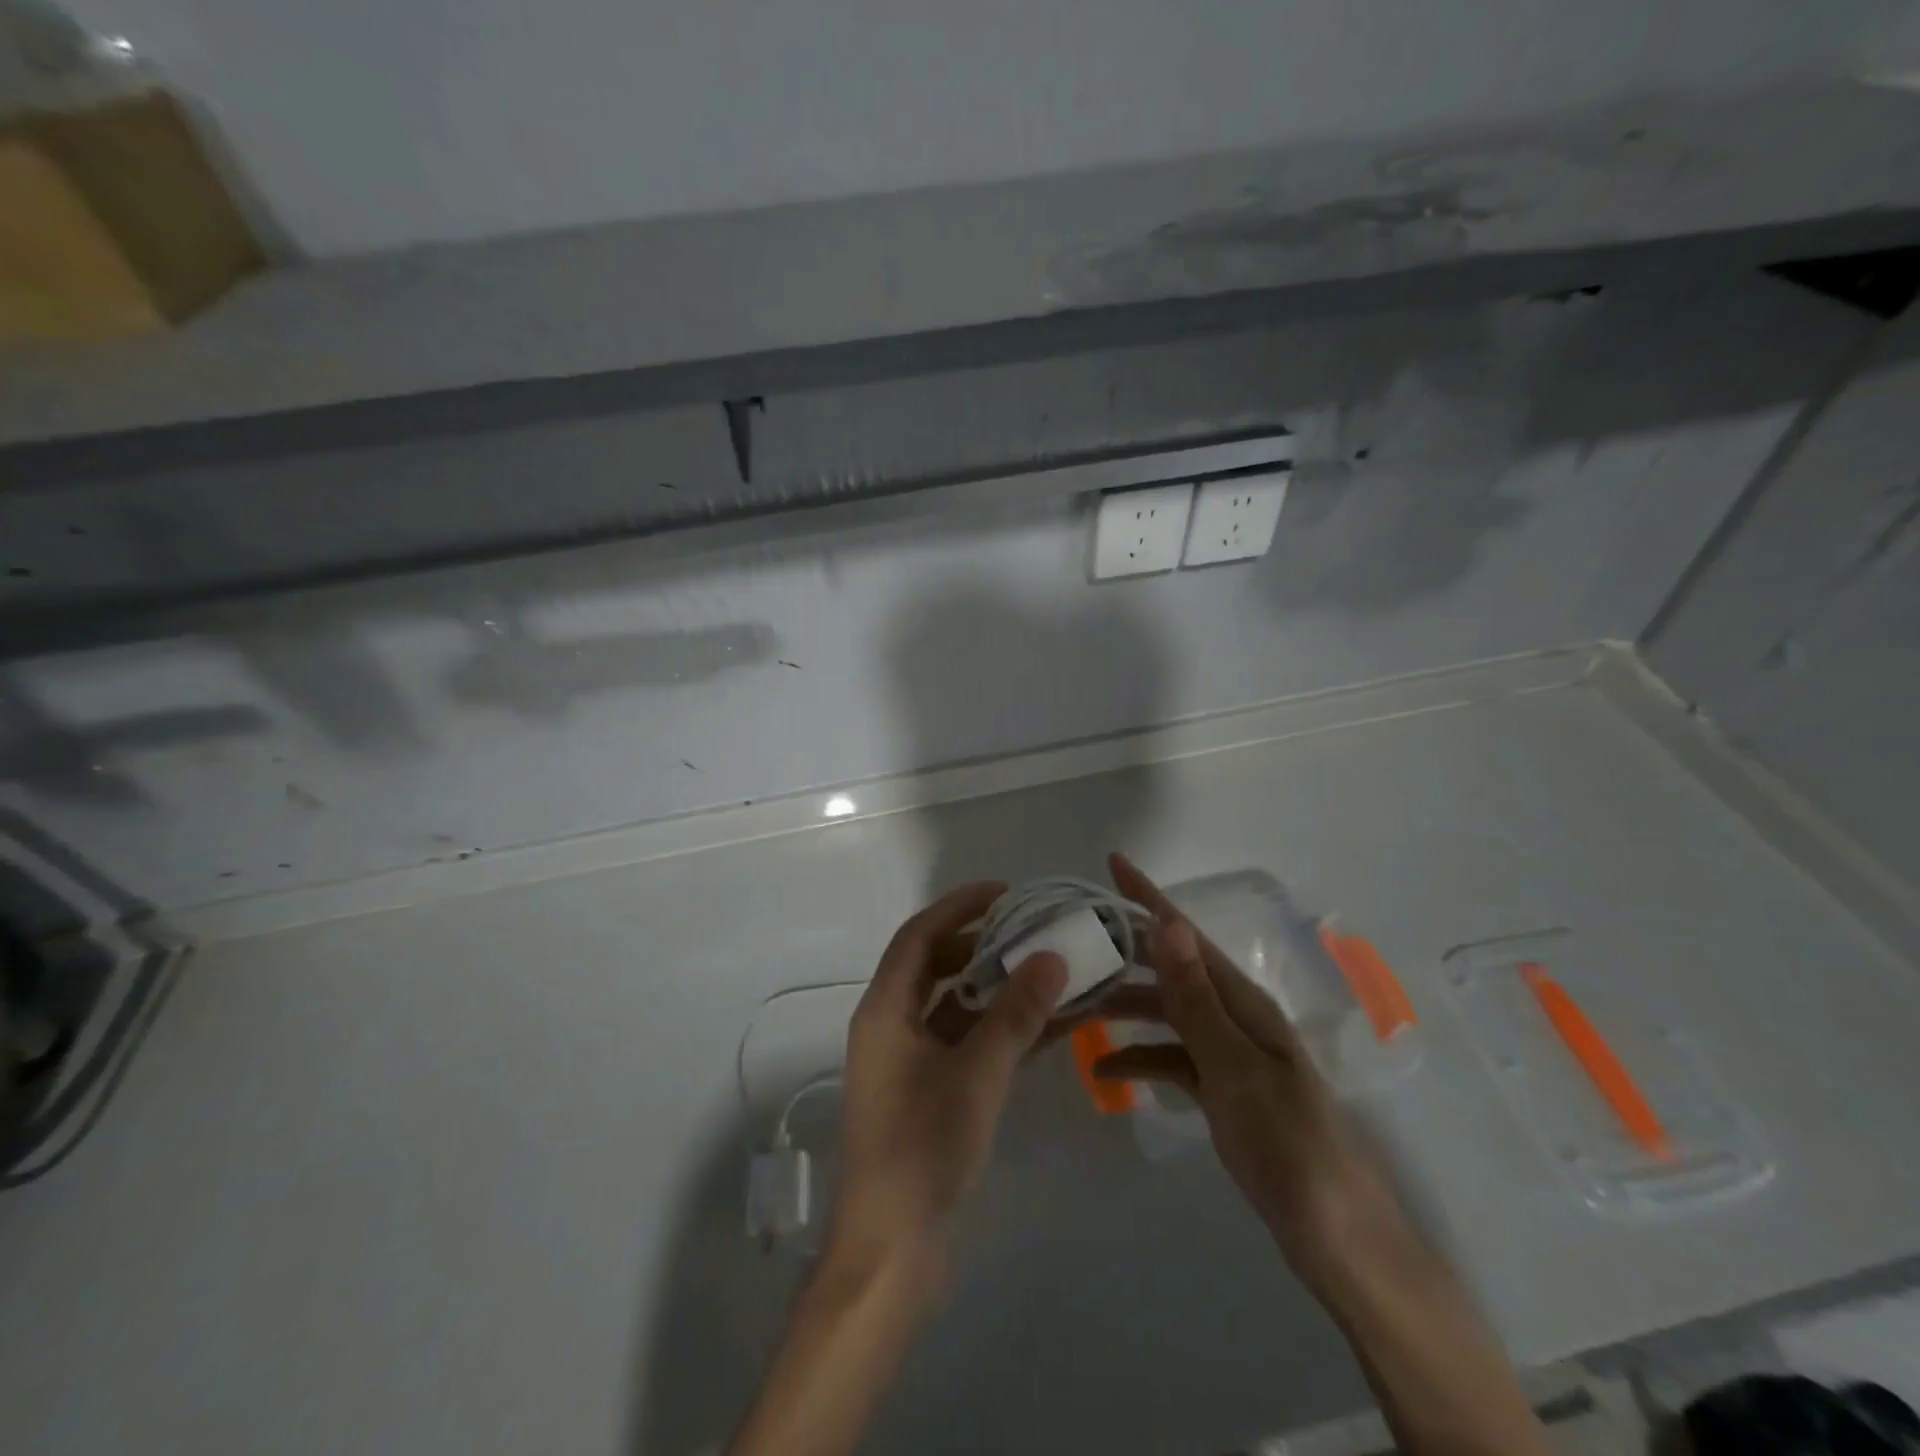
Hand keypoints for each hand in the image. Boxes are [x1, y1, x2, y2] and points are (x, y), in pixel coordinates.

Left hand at [833, 882, 1068, 1266]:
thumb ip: (1015, 1014)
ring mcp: (908, 1061)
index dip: (959, 907)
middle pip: (935, 965)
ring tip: (1043, 972)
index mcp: (885, 1010)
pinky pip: (964, 1042)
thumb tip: (1052, 957)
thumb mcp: (976, 1074)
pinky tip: (1044, 1026)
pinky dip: (998, 1029)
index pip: (919, 935)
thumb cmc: (923, 1148)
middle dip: (981, 944)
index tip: (1005, 892)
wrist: (892, 1251)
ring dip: (995, 988)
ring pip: (953, 1005)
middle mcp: (890, 1025)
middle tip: (1029, 931)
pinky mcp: (927, 1091)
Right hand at [1095, 853, 1412, 1284]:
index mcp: (1243, 1000)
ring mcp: (1229, 1054)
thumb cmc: (1286, 1142)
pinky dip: (1140, 1059)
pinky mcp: (1223, 1090)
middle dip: (1125, 952)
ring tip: (1076, 1009)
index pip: (1186, 935)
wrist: (1336, 1236)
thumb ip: (1195, 997)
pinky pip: (1173, 1058)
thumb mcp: (1233, 1065)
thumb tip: (1167, 924)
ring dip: (1126, 1008)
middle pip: (1171, 970)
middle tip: (1075, 942)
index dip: (1148, 897)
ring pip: (1167, 1014)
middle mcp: (1236, 1016)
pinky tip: (1104, 1070)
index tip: (1112, 862)